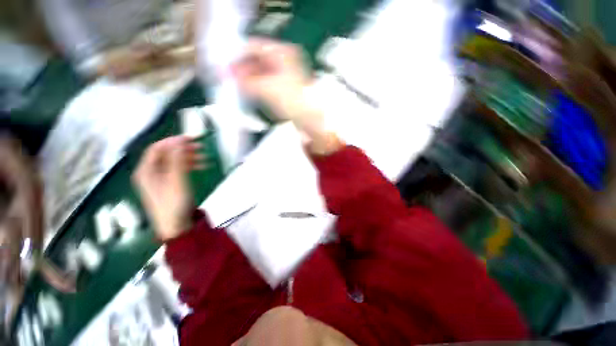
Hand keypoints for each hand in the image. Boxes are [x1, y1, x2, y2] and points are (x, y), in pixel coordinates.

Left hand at [132, 136, 205, 240]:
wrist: (177, 226)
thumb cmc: (175, 203)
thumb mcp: (177, 180)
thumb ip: (177, 160)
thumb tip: (179, 141)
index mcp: (146, 171)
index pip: (157, 148)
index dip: (174, 141)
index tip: (192, 138)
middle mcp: (150, 173)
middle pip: (166, 154)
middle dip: (183, 149)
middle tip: (201, 147)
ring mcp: (160, 179)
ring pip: (174, 162)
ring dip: (189, 158)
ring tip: (206, 158)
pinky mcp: (169, 184)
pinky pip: (178, 170)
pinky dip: (190, 166)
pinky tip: (203, 166)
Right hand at [233, 38, 343, 154]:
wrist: (310, 119)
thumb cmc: (294, 101)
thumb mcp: (267, 89)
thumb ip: (246, 81)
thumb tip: (227, 75)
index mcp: (283, 53)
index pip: (254, 46)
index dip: (238, 54)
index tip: (225, 63)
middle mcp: (283, 60)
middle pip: (256, 59)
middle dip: (241, 67)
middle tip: (226, 76)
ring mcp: (284, 74)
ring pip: (259, 71)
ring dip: (246, 77)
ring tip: (233, 84)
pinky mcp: (283, 88)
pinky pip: (265, 82)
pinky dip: (254, 85)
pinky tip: (246, 90)